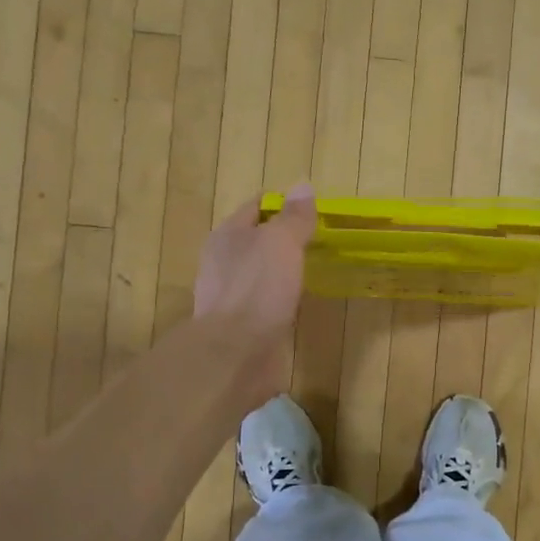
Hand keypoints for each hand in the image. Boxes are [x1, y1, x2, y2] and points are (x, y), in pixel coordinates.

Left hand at [194, 184, 316, 398]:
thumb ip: (293, 218)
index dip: (283, 205)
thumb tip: (303, 187)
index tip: (313, 212)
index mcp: (227, 235)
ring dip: (280, 271)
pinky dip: (279, 299)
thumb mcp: (281, 243)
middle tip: (317, 241)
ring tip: (311, 271)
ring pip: (259, 273)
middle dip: (282, 239)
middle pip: (256, 240)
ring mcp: (228, 296)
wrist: (236, 353)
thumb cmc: (258, 289)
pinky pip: (263, 302)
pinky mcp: (239, 326)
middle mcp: (222, 262)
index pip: (256, 207)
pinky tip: (297, 304)